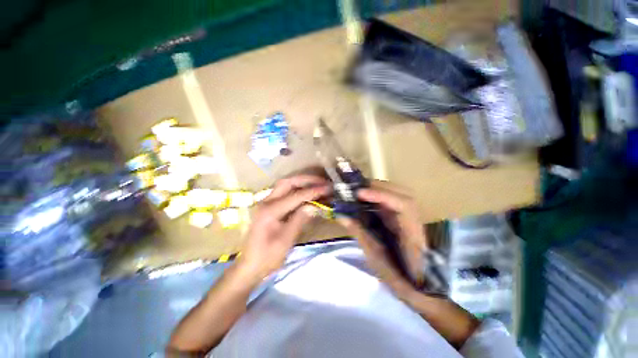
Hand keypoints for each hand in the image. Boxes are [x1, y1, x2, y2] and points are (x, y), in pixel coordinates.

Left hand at [237, 174, 329, 282]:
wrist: (250, 266)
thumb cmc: (267, 257)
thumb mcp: (286, 240)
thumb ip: (300, 220)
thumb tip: (314, 206)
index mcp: (270, 210)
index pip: (296, 195)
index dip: (313, 191)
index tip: (327, 188)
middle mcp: (266, 201)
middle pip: (288, 182)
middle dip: (307, 180)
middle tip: (322, 181)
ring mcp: (267, 202)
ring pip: (286, 184)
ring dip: (302, 182)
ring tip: (317, 183)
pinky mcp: (269, 206)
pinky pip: (285, 192)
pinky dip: (297, 189)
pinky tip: (307, 192)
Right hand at [338, 181, 426, 298]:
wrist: (415, 286)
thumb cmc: (396, 277)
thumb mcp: (374, 257)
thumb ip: (359, 233)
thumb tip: (341, 215)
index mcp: (412, 234)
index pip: (403, 205)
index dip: (382, 195)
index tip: (360, 193)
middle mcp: (414, 221)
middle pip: (403, 194)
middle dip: (380, 187)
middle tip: (357, 189)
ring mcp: (409, 218)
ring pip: (399, 195)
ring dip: (380, 189)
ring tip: (360, 191)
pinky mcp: (402, 219)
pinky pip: (392, 201)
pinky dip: (379, 196)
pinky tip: (367, 198)